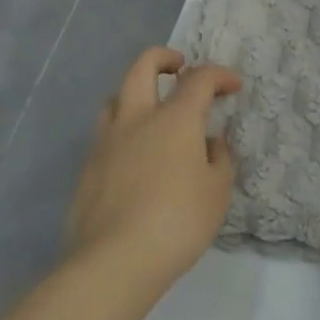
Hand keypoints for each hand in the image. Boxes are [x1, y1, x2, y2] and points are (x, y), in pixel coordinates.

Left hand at [66, 47, 240, 294]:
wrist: (113, 262)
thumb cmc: (177, 222)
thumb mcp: (216, 192)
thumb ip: (219, 159)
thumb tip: (210, 142)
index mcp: (174, 118)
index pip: (199, 79)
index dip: (219, 75)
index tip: (232, 86)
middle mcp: (138, 118)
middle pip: (143, 66)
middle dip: (163, 57)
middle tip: (179, 66)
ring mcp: (107, 142)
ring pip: (116, 97)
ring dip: (135, 92)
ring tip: (150, 109)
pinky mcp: (87, 169)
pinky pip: (105, 134)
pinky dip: (122, 131)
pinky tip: (133, 156)